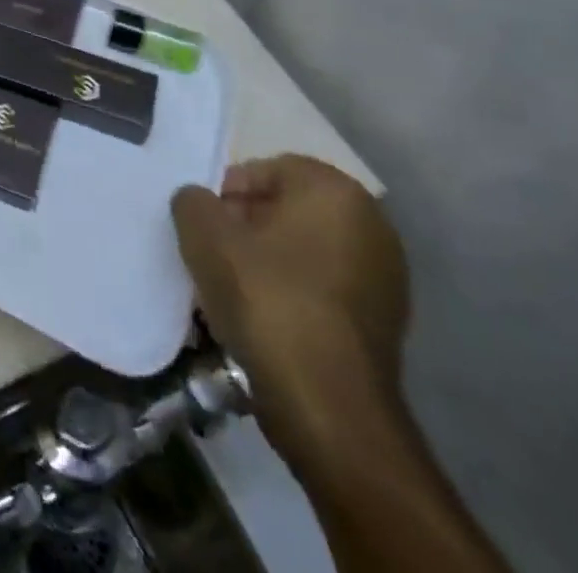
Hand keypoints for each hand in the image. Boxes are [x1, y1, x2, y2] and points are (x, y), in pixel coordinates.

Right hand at [171, 155, 408, 468]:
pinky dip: (290, 293)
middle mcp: (371, 224)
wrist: (329, 408)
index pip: (268, 169)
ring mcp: (384, 277)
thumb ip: (193, 202)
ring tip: (229, 288)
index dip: (228, 190)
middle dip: (246, 225)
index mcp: (335, 191)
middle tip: (212, 251)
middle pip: (288, 209)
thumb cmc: (267, 300)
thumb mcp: (205, 237)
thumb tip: (199, 202)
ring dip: (266, 261)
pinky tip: (259, 319)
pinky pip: (322, 289)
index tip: (204, 221)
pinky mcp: (384, 324)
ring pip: (304, 251)